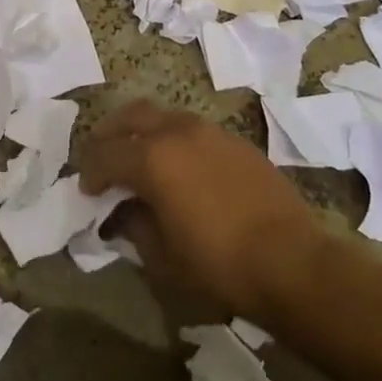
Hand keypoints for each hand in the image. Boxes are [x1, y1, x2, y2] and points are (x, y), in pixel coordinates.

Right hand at [79, 99, 326, 326]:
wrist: (293, 262)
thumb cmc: (219, 265)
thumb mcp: (162, 257)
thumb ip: (134, 225)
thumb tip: (123, 212)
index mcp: (152, 158)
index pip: (105, 154)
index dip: (90, 172)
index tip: (88, 191)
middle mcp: (176, 132)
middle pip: (130, 116)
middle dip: (109, 134)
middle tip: (103, 159)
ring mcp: (208, 131)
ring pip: (162, 115)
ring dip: (142, 132)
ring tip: (139, 158)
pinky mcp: (234, 140)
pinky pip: (190, 128)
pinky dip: (172, 139)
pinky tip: (179, 167)